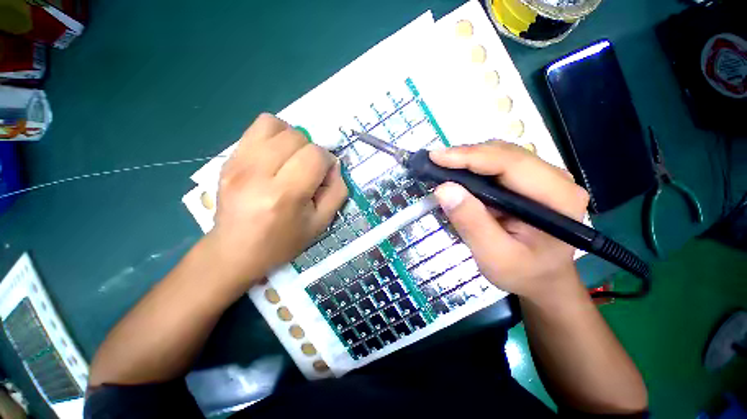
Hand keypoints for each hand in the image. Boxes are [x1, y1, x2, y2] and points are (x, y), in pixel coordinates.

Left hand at [206, 113, 347, 289]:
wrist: (235, 251)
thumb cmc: (283, 241)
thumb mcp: (321, 223)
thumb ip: (337, 191)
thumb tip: (334, 165)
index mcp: (284, 195)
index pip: (314, 155)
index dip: (326, 161)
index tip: (323, 176)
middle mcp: (257, 174)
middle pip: (296, 136)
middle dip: (311, 150)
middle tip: (308, 170)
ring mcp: (237, 164)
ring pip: (274, 124)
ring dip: (292, 138)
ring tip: (292, 158)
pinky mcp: (227, 160)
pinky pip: (255, 129)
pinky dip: (273, 136)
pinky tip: (275, 156)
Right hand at [429, 141, 588, 299]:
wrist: (542, 279)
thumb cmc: (523, 274)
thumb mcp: (494, 257)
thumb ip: (471, 223)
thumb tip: (443, 189)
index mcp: (557, 197)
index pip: (510, 163)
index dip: (470, 156)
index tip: (435, 157)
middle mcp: (555, 179)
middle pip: (505, 153)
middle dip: (466, 156)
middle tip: (434, 163)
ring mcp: (543, 178)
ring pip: (499, 155)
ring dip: (468, 160)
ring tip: (442, 168)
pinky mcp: (528, 182)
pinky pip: (497, 166)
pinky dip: (473, 168)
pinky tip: (457, 176)